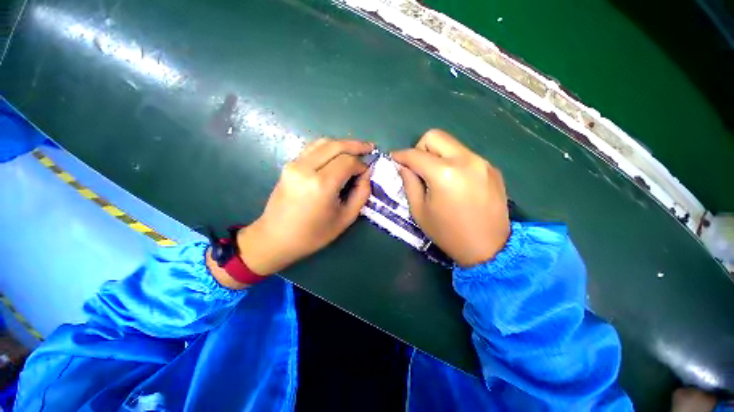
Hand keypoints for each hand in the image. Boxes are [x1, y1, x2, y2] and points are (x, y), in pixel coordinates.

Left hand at [237, 138, 373, 275]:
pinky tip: (338, 154)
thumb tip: (366, 174)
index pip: (348, 162)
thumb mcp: (346, 218)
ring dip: (342, 144)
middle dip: (356, 145)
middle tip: (369, 147)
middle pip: (336, 145)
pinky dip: (329, 148)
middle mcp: (306, 168)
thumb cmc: (314, 234)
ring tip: (356, 149)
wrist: (276, 237)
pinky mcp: (289, 164)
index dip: (362, 164)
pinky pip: (313, 148)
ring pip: (323, 142)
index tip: (367, 172)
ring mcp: (294, 164)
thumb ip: (361, 194)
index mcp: (321, 184)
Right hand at [392, 129, 509, 266]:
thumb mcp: (419, 211)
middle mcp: (466, 160)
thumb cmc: (448, 233)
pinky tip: (455, 182)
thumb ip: (409, 183)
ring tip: (436, 176)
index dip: (400, 155)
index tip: (393, 159)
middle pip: (435, 136)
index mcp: (444, 174)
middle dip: (420, 148)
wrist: (488, 249)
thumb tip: (403, 166)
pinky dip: (453, 162)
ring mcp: (482, 162)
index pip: (415, 154)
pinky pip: (465, 155)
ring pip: (451, 144)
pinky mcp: (492, 168)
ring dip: (437, 155)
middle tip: (417, 168)